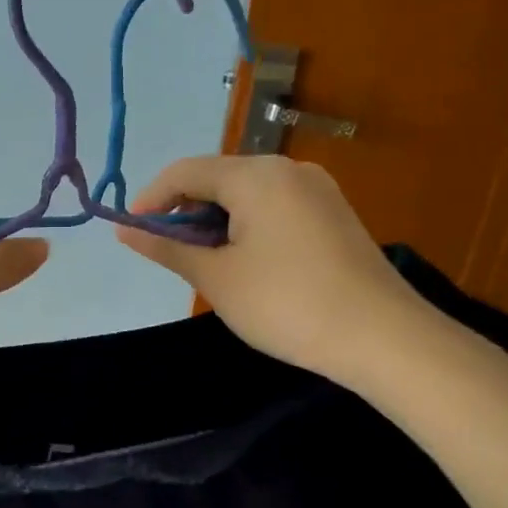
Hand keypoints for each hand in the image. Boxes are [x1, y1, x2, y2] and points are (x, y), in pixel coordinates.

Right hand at [117, 155, 434, 380]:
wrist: (384, 338)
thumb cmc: (286, 304)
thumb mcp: (216, 278)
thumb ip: (167, 248)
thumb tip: (124, 231)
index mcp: (256, 176)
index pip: (185, 171)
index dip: (151, 199)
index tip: (132, 232)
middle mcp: (287, 169)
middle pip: (217, 177)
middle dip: (184, 211)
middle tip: (168, 253)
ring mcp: (316, 189)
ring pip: (246, 193)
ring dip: (215, 220)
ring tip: (204, 262)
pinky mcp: (333, 212)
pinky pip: (274, 205)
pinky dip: (246, 225)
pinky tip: (244, 261)